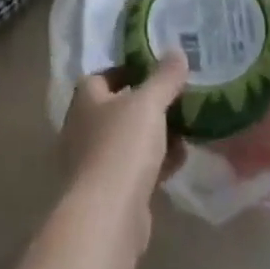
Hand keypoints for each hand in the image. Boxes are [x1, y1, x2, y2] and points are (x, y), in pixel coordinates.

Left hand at [60, 53, 188, 250]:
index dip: (127, 70)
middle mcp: (83, 129)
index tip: (156, 70)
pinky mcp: (109, 193)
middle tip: (177, 97)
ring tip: (186, 127)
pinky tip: (180, 160)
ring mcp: (94, 163)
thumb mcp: (149, 103)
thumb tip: (177, 51)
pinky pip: (136, 168)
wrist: (107, 217)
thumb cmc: (122, 147)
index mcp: (86, 100)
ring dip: (155, 135)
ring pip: (129, 140)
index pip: (102, 76)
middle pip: (118, 109)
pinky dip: (156, 162)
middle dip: (147, 105)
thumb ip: (164, 77)